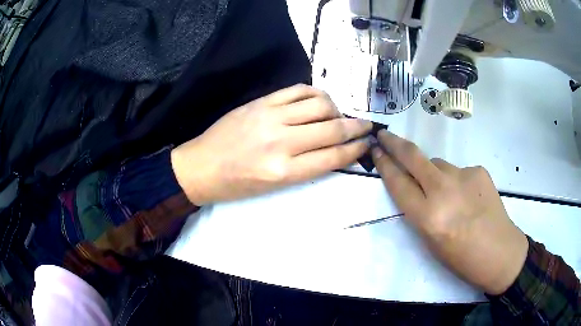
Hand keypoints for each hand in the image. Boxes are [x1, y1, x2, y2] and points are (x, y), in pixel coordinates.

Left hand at [171, 84, 372, 204]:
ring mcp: (270, 118)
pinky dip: (315, 93)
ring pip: (319, 104)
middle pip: (332, 129)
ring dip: (336, 109)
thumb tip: (331, 149)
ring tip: (336, 115)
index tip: (367, 144)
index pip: (333, 157)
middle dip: (357, 127)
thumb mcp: (273, 187)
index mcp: (285, 172)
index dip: (356, 149)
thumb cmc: (236, 184)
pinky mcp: (261, 102)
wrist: (200, 167)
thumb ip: (305, 166)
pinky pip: (297, 90)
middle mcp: (281, 143)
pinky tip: (319, 100)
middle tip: (366, 126)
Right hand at [371, 130, 528, 294]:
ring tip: (446, 195)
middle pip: (414, 157)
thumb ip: (420, 211)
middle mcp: (444, 191)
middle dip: (395, 143)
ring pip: (438, 164)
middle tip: (384, 134)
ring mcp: (464, 176)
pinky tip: (467, 197)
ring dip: (433, 173)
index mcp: (429, 217)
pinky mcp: (478, 170)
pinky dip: (456, 180)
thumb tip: (416, 187)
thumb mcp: (431, 241)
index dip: (384, 165)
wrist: (499, 252)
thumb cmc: (461, 257)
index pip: (399, 183)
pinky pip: (458, 170)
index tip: (376, 151)